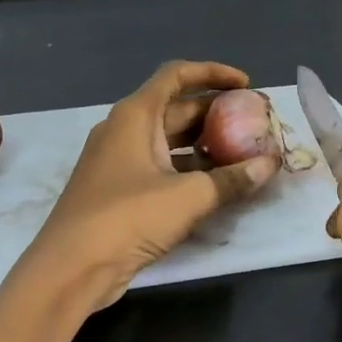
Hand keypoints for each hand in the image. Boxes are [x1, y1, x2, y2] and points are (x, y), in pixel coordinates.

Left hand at [23, 61, 280, 313]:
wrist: (70, 268)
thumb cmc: (127, 218)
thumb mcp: (188, 197)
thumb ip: (232, 179)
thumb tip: (270, 164)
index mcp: (135, 115)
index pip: (176, 75)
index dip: (213, 73)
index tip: (246, 85)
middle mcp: (124, 130)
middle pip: (176, 108)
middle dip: (216, 113)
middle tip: (253, 124)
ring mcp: (119, 161)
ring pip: (169, 140)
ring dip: (205, 143)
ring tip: (243, 153)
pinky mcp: (119, 190)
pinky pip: (160, 166)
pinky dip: (188, 168)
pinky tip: (216, 184)